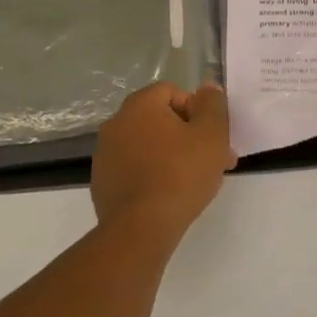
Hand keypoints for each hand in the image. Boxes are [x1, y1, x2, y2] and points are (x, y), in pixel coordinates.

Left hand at [92, 81, 234, 243]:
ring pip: (148, 145)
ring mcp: (105, 153)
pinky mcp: (102, 181)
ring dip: (172, 155)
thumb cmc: (181, 174)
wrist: (140, 228)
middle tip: (213, 162)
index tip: (212, 138)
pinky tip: (169, 195)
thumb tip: (208, 88)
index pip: (173, 92)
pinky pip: (134, 168)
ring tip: (194, 182)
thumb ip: (213, 104)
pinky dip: (153, 174)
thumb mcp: (211, 134)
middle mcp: (117, 122)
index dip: (197, 111)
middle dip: (189, 136)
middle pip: (160, 119)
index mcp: (140, 105)